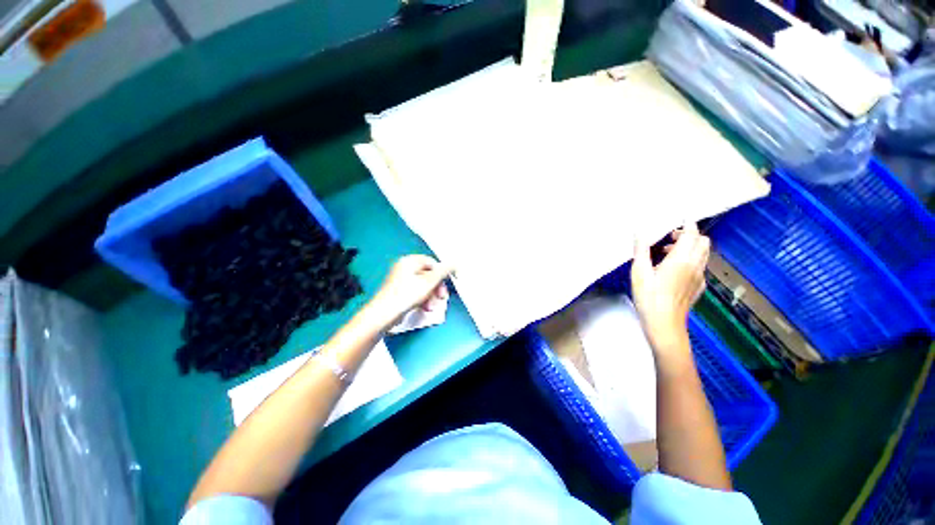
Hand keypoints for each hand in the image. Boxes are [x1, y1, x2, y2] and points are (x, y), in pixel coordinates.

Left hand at [369, 255, 451, 326]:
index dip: (443, 273)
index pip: (433, 263)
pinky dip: (423, 299)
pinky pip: (416, 292)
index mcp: (410, 261)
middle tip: (442, 297)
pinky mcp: (399, 291)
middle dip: (437, 288)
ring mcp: (401, 280)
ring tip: (432, 306)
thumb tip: (455, 263)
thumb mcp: (429, 282)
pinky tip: (425, 308)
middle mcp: (405, 267)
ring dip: (431, 296)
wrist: (384, 314)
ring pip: (423, 285)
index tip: (449, 284)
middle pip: (429, 275)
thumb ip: (443, 272)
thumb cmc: (406, 295)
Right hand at [631, 223, 709, 350]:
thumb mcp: (639, 272)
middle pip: (703, 242)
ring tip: (667, 253)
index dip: (688, 224)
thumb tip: (639, 231)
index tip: (680, 218)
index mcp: (681, 260)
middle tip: (669, 238)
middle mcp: (695, 265)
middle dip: (690, 235)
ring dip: (690, 247)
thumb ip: (641, 250)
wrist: (664, 324)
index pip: (692, 235)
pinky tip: (673, 270)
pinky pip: (700, 266)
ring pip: (703, 254)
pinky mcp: (699, 287)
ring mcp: (699, 277)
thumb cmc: (649, 297)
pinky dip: (691, 260)